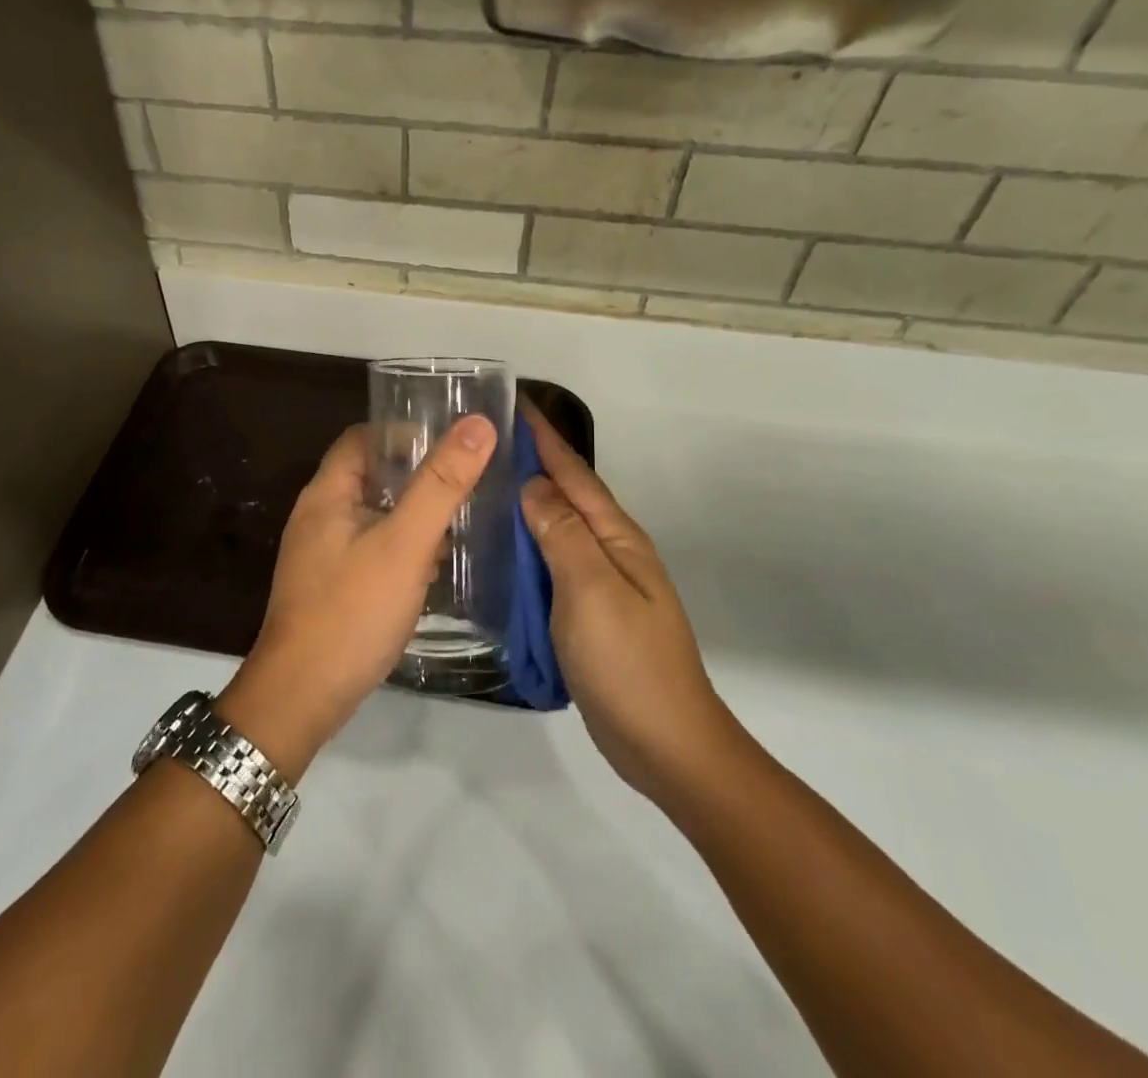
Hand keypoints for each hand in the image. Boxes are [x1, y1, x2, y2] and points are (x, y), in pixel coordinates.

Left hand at [218, 415, 495, 778]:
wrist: (301, 696)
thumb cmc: (352, 610)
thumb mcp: (404, 543)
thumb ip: (440, 484)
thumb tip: (477, 424)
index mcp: (327, 493)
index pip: (363, 438)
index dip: (404, 433)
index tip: (451, 443)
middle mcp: (318, 515)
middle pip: (371, 476)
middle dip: (416, 475)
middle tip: (465, 481)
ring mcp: (322, 554)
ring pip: (374, 514)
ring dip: (412, 513)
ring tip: (459, 521)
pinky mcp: (331, 585)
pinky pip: (371, 548)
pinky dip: (401, 547)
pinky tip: (432, 565)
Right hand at [519, 402, 733, 805]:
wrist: (667, 745)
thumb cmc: (629, 663)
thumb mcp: (592, 590)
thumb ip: (562, 533)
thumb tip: (534, 484)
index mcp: (616, 537)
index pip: (573, 473)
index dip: (543, 437)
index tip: (511, 401)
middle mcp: (610, 551)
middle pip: (565, 494)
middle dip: (531, 461)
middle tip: (481, 441)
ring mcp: (599, 583)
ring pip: (555, 529)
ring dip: (525, 502)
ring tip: (480, 485)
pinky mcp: (586, 613)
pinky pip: (550, 564)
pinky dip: (525, 546)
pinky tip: (499, 548)